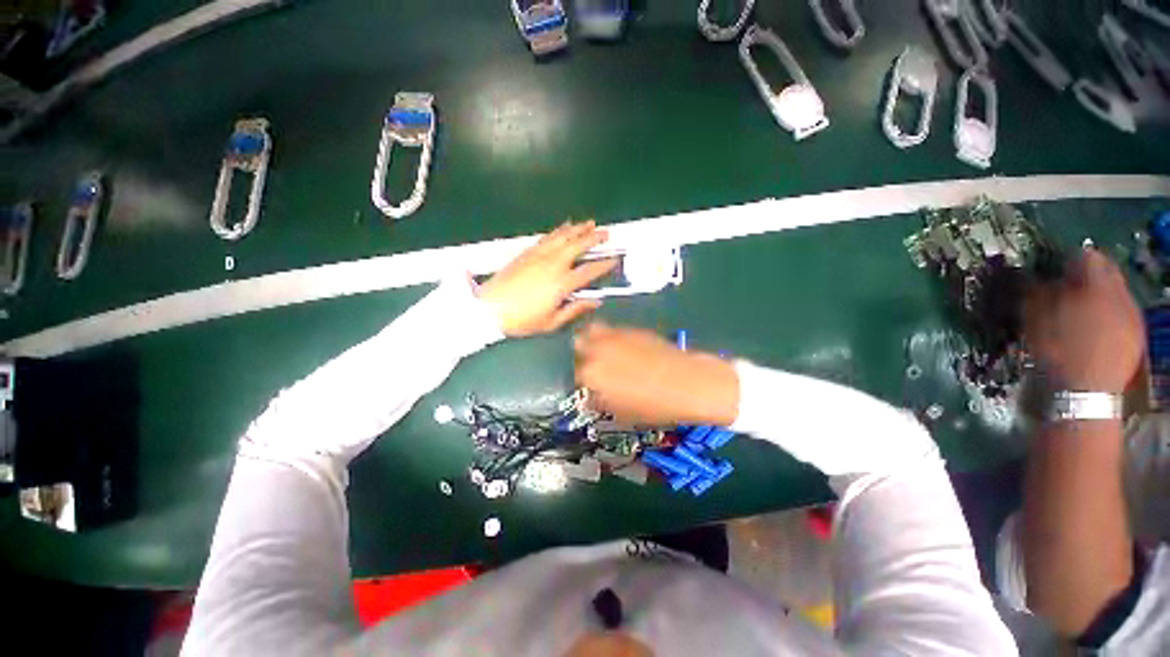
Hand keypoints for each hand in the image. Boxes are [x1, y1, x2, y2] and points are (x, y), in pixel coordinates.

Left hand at [478, 221, 617, 336]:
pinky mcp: (527, 252)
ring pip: (563, 237)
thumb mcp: (552, 322)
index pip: (589, 271)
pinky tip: (565, 226)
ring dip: (578, 229)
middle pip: (578, 246)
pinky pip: (547, 237)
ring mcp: (539, 256)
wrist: (489, 308)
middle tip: (606, 233)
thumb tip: (596, 301)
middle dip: (594, 238)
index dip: (605, 264)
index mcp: (562, 284)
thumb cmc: (522, 320)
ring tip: (590, 223)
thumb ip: (575, 309)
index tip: (615, 259)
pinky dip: (559, 230)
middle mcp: (553, 264)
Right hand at [574, 322, 738, 426]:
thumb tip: (591, 396)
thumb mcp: (621, 413)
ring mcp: (614, 336)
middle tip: (589, 365)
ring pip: (591, 330)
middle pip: (576, 345)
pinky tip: (621, 347)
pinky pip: (611, 330)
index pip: (572, 374)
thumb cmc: (654, 406)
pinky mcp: (631, 329)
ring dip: (591, 340)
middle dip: (579, 354)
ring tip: (600, 351)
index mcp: (591, 374)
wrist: (689, 384)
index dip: (578, 380)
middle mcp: (597, 350)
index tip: (585, 385)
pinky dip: (610, 337)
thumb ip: (599, 402)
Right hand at [1024, 249, 1143, 392]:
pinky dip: (1110, 314)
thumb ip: (1038, 291)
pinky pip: (1124, 312)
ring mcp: (1133, 315)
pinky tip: (1096, 328)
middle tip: (1068, 287)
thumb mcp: (1035, 318)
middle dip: (1088, 276)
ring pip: (1117, 292)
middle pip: (1107, 271)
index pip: (1086, 255)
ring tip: (1081, 310)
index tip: (1053, 269)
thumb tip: (1036, 276)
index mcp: (1096, 284)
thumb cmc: (1055, 349)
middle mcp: (1121, 293)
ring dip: (1100, 295)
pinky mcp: (1137, 334)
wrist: (1083, 392)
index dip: (1068, 259)